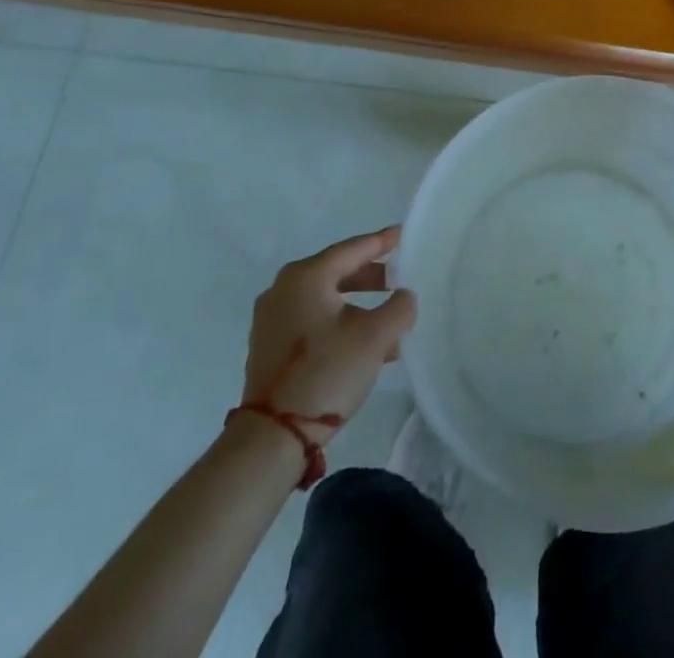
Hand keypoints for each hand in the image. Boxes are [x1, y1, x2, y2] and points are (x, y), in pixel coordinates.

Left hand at [242, 227, 416, 441]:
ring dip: (358, 304)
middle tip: (399, 279)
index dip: (382, 242)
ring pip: (326, 298)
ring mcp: (272, 318)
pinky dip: (338, 322)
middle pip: (337, 271)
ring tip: (388, 319)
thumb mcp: (375, 337)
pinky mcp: (269, 345)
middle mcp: (284, 288)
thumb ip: (399, 308)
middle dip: (371, 276)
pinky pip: (312, 319)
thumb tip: (404, 296)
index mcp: (307, 276)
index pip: (353, 248)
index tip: (404, 235)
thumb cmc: (326, 373)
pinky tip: (362, 343)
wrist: (272, 437)